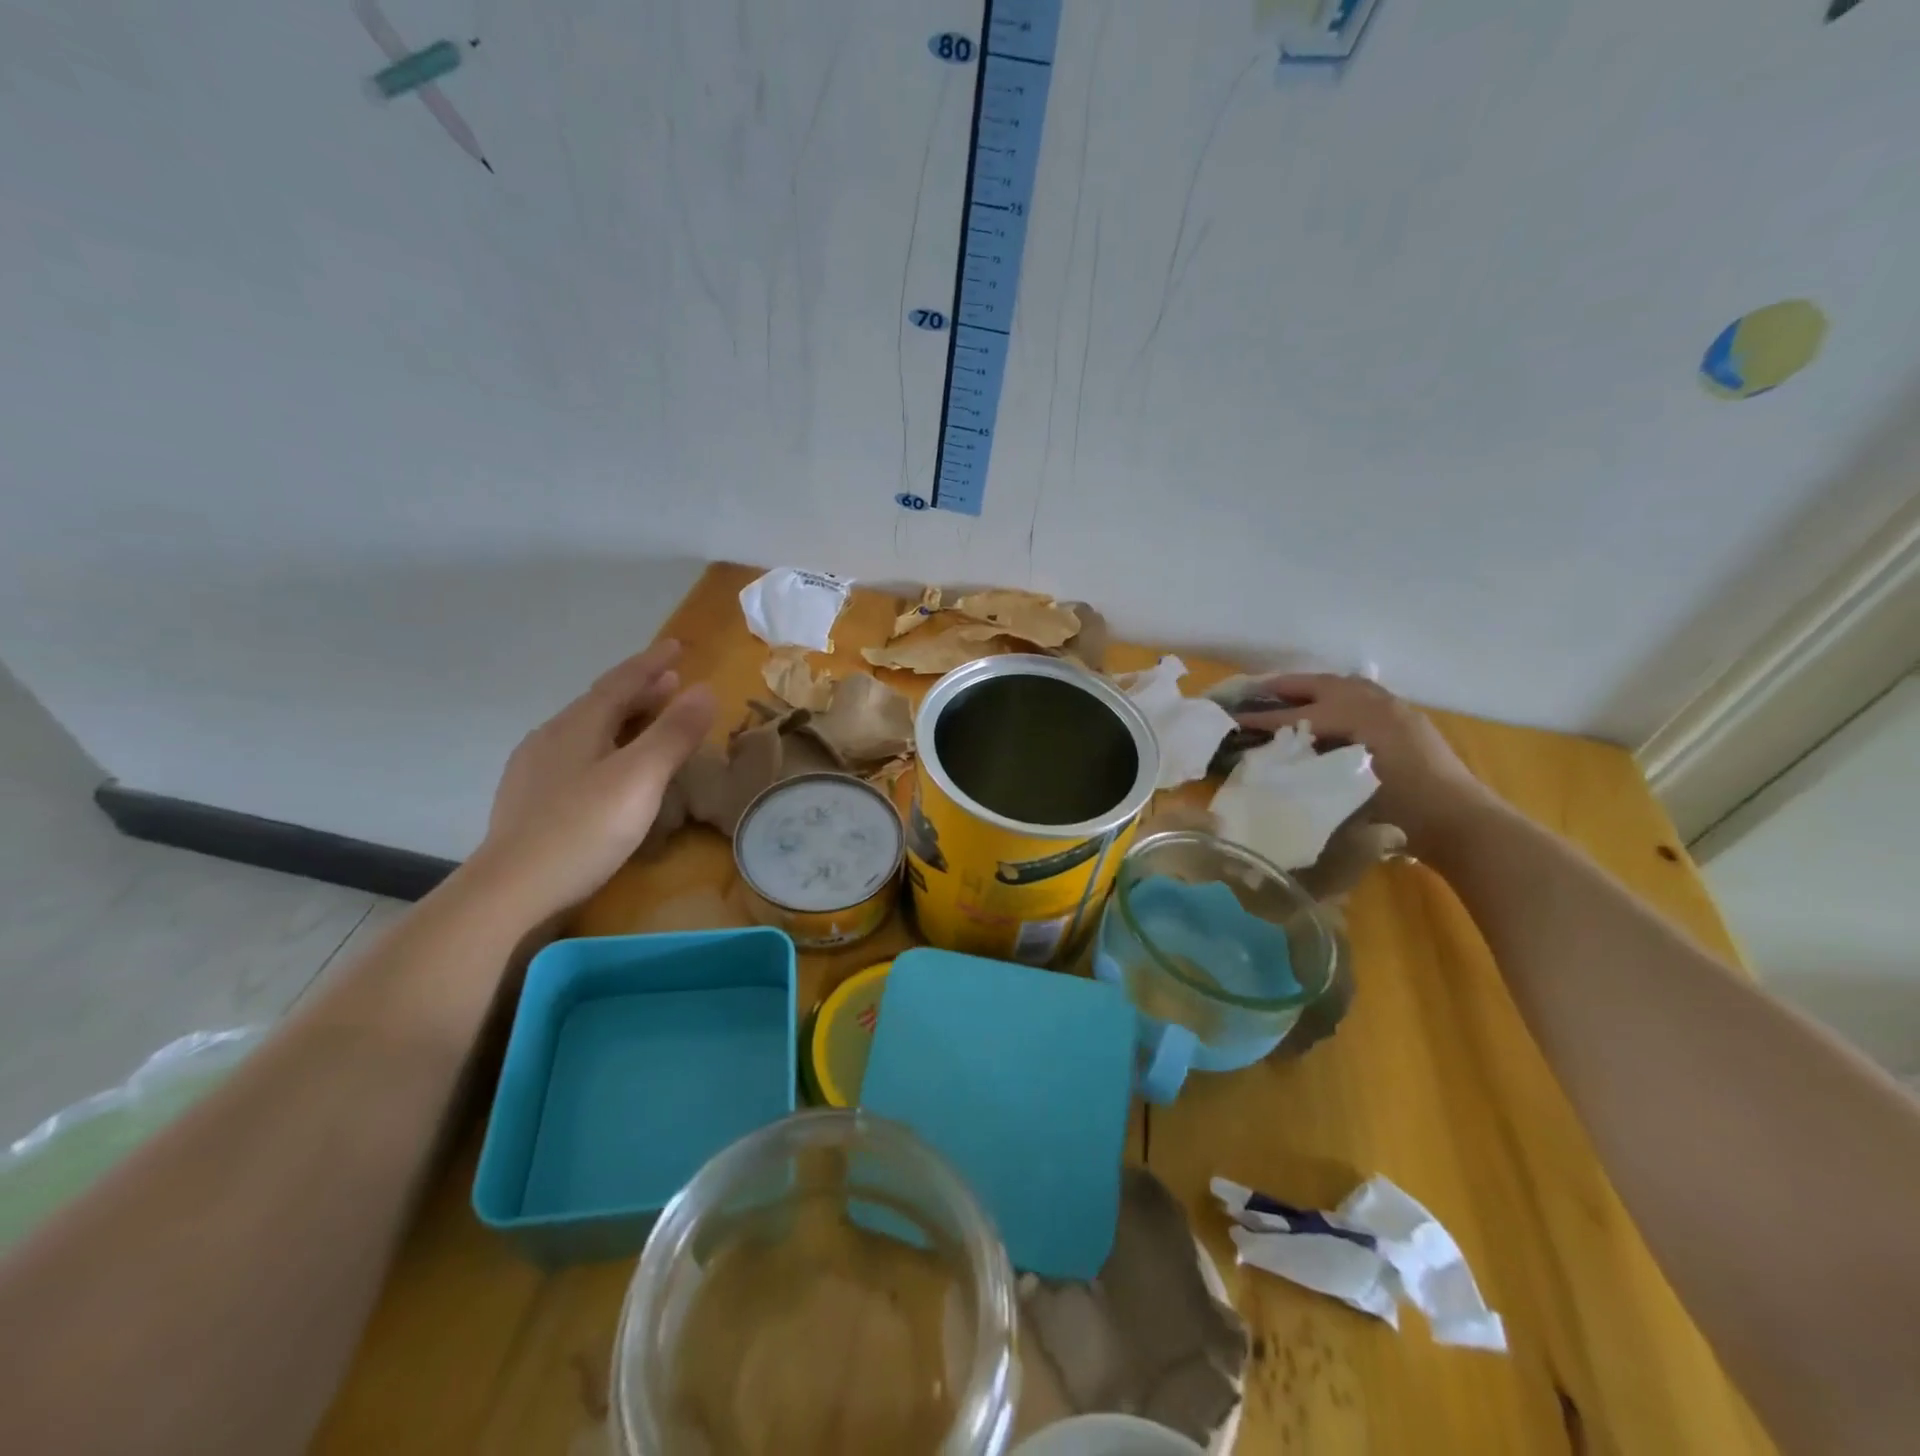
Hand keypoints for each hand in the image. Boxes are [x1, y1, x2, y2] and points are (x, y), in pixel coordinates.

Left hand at [475, 640, 716, 925]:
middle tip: (671, 682)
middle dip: (639, 689)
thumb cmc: (582, 829)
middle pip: (601, 703)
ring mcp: (535, 769)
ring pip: (587, 730)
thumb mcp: (639, 779)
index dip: (651, 663)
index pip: (620, 682)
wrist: (509, 891)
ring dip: (622, 718)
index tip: (676, 647)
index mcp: (578, 725)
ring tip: (647, 720)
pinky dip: (605, 746)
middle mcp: (552, 737)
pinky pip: (576, 755)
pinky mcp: (530, 800)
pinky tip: (607, 767)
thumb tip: (705, 689)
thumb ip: (673, 734)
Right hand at [1233, 674, 1496, 856]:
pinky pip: (1364, 694)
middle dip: (1284, 687)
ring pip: (1344, 684)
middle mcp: (1373, 703)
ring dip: (1313, 687)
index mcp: (1355, 717)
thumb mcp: (1344, 788)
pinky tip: (1330, 708)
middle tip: (1254, 691)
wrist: (1461, 823)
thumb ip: (1308, 766)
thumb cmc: (1400, 812)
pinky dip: (1339, 694)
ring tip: (1288, 695)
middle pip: (1319, 685)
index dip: (1262, 718)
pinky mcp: (1407, 720)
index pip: (1296, 715)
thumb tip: (1275, 756)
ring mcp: (1395, 709)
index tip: (1233, 718)